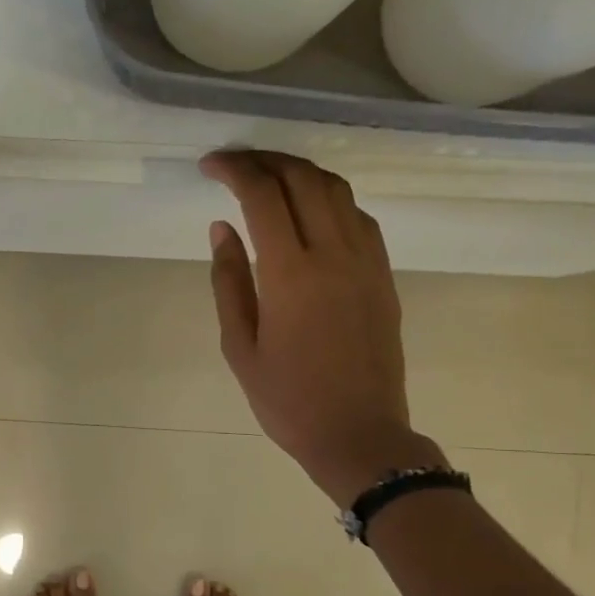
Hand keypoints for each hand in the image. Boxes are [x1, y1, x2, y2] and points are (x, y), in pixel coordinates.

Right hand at [201, 151, 443, 507]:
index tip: (210, 165)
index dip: (235, 169)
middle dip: (266, 160)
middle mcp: (334, 254)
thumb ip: (229, 281)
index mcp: (291, 274)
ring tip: (270, 177)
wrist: (360, 435)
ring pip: (337, 190)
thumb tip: (222, 228)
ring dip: (300, 172)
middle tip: (236, 163)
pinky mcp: (384, 275)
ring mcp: (367, 262)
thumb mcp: (240, 346)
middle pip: (303, 179)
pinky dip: (330, 199)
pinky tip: (310, 211)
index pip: (262, 196)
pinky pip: (359, 217)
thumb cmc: (288, 400)